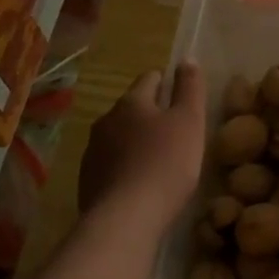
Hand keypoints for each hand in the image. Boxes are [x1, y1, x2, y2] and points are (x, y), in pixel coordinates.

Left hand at [77, 64, 205, 233]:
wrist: (125, 219)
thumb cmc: (165, 163)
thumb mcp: (190, 121)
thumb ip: (190, 88)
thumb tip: (187, 58)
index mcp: (131, 102)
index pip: (150, 78)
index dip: (168, 83)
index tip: (182, 97)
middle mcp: (106, 120)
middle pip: (132, 108)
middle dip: (151, 115)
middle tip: (175, 132)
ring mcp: (92, 152)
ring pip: (119, 137)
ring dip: (135, 142)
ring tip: (158, 161)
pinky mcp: (87, 181)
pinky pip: (110, 165)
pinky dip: (125, 168)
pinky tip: (140, 185)